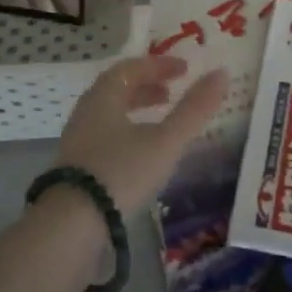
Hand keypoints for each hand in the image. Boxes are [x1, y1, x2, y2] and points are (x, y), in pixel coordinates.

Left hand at [52, 55, 228, 215]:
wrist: (70, 226)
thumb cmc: (121, 172)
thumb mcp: (166, 141)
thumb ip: (194, 109)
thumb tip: (221, 74)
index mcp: (104, 97)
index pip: (131, 68)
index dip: (158, 65)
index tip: (184, 69)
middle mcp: (86, 113)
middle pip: (116, 89)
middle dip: (146, 86)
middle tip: (171, 92)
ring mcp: (77, 142)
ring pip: (109, 114)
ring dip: (135, 111)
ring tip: (160, 123)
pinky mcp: (75, 169)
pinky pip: (103, 137)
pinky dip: (126, 133)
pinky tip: (140, 154)